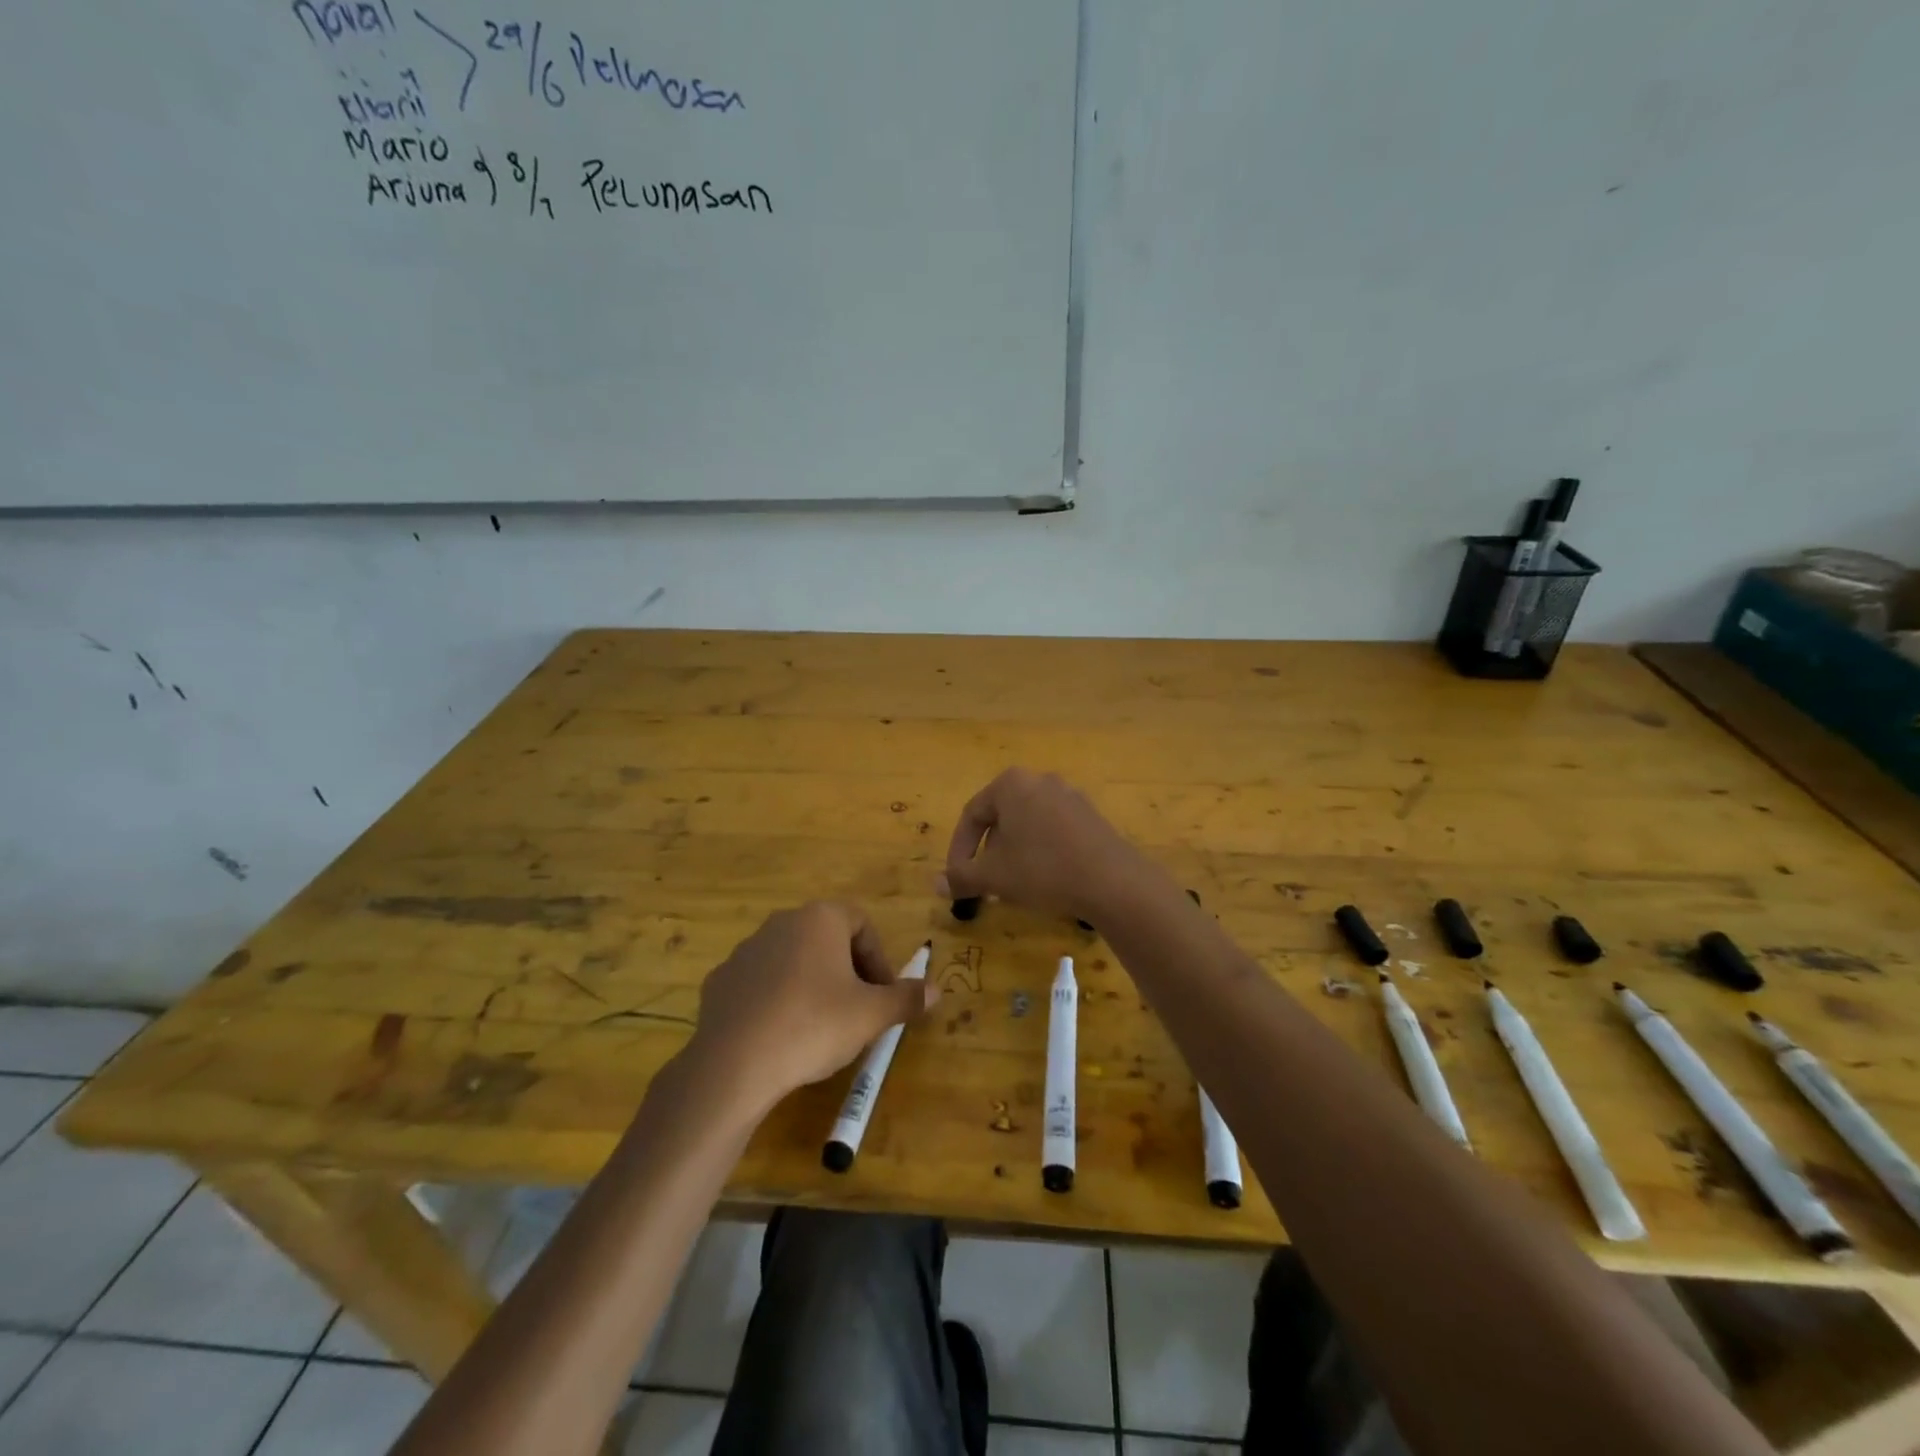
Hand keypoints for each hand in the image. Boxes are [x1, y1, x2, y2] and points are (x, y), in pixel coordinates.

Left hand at [683, 902, 937, 1114]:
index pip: (862, 924)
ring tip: (820, 1026)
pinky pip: (760, 983)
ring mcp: (745, 950)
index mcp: (820, 919)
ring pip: (792, 960)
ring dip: (811, 983)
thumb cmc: (814, 1025)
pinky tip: (781, 1035)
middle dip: (847, 971)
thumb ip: (906, 998)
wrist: (734, 1064)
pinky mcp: (720, 980)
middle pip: (827, 939)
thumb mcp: (871, 1015)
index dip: (879, 959)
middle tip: (858, 1010)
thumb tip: (937, 991)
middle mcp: (781, 923)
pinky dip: (776, 1000)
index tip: (883, 995)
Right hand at [940, 768, 1153, 922]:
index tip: (957, 879)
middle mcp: (1039, 780)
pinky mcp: (1090, 814)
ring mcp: (1069, 795)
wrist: (1112, 881)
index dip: (959, 850)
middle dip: (987, 852)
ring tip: (1012, 884)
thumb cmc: (1042, 870)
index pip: (971, 816)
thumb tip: (935, 885)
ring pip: (1026, 824)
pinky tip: (1044, 878)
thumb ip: (961, 877)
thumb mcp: (994, 877)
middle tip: (985, 882)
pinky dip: (1039, 850)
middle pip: (1000, 817)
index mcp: (1010, 784)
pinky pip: (1052, 829)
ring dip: (1013, 853)